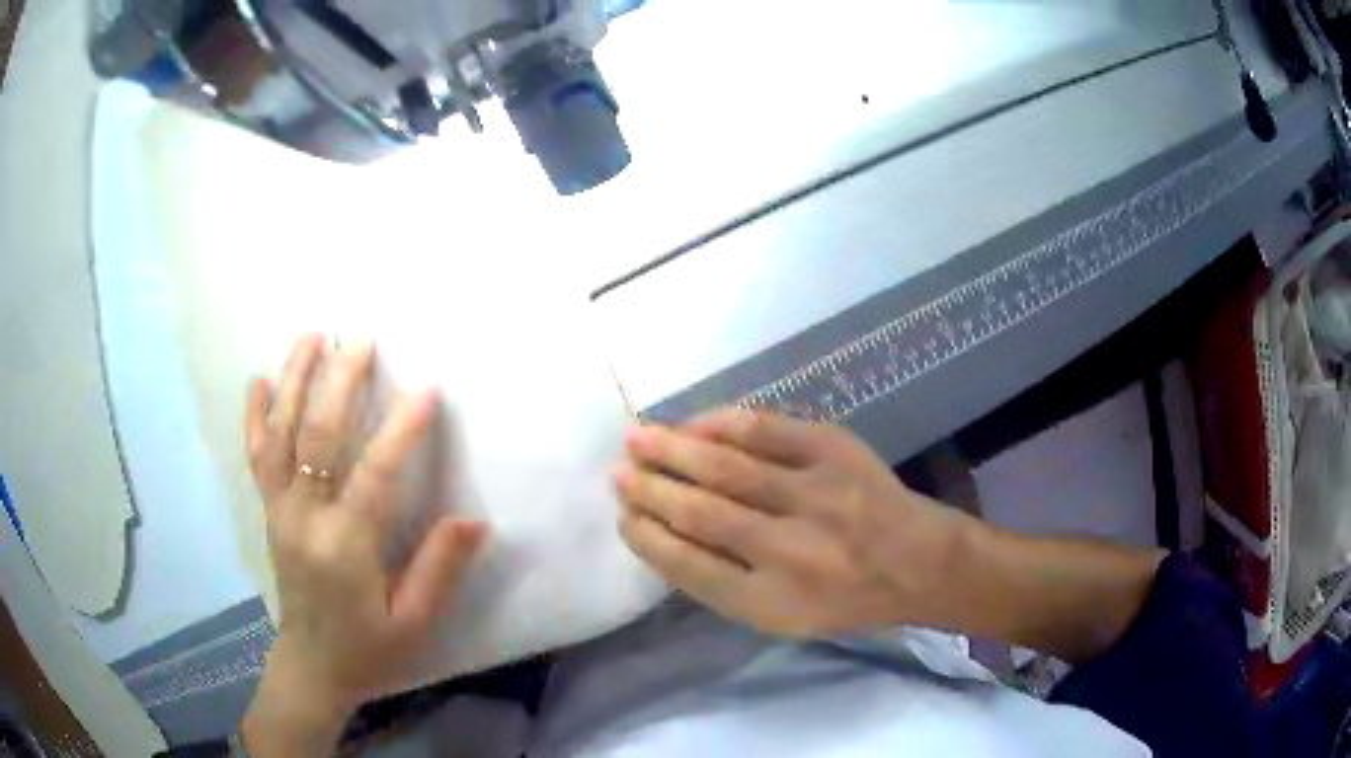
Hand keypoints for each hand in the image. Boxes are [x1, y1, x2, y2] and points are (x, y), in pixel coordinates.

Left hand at [241, 335, 486, 754]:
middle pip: (317, 438)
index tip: (427, 389)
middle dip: (339, 383)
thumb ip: (439, 570)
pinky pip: (256, 456)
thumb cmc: (370, 648)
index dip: (402, 431)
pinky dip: (255, 415)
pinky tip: (258, 381)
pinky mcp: (269, 511)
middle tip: (361, 340)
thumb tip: (473, 520)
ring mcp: (280, 511)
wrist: (313, 665)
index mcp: (345, 548)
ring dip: (294, 381)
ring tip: (311, 337)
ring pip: (280, 434)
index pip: (374, 476)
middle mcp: (305, 519)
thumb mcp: (414, 623)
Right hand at [613, 409, 976, 637]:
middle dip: (650, 489)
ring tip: (637, 437)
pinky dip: (720, 424)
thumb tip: (665, 534)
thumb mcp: (782, 617)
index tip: (623, 514)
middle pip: (701, 513)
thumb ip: (724, 584)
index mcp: (772, 601)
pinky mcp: (834, 451)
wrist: (918, 561)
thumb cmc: (844, 599)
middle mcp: (790, 550)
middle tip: (617, 471)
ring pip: (726, 467)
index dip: (647, 536)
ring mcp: (815, 495)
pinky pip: (766, 429)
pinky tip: (692, 423)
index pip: (689, 565)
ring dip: (673, 449)